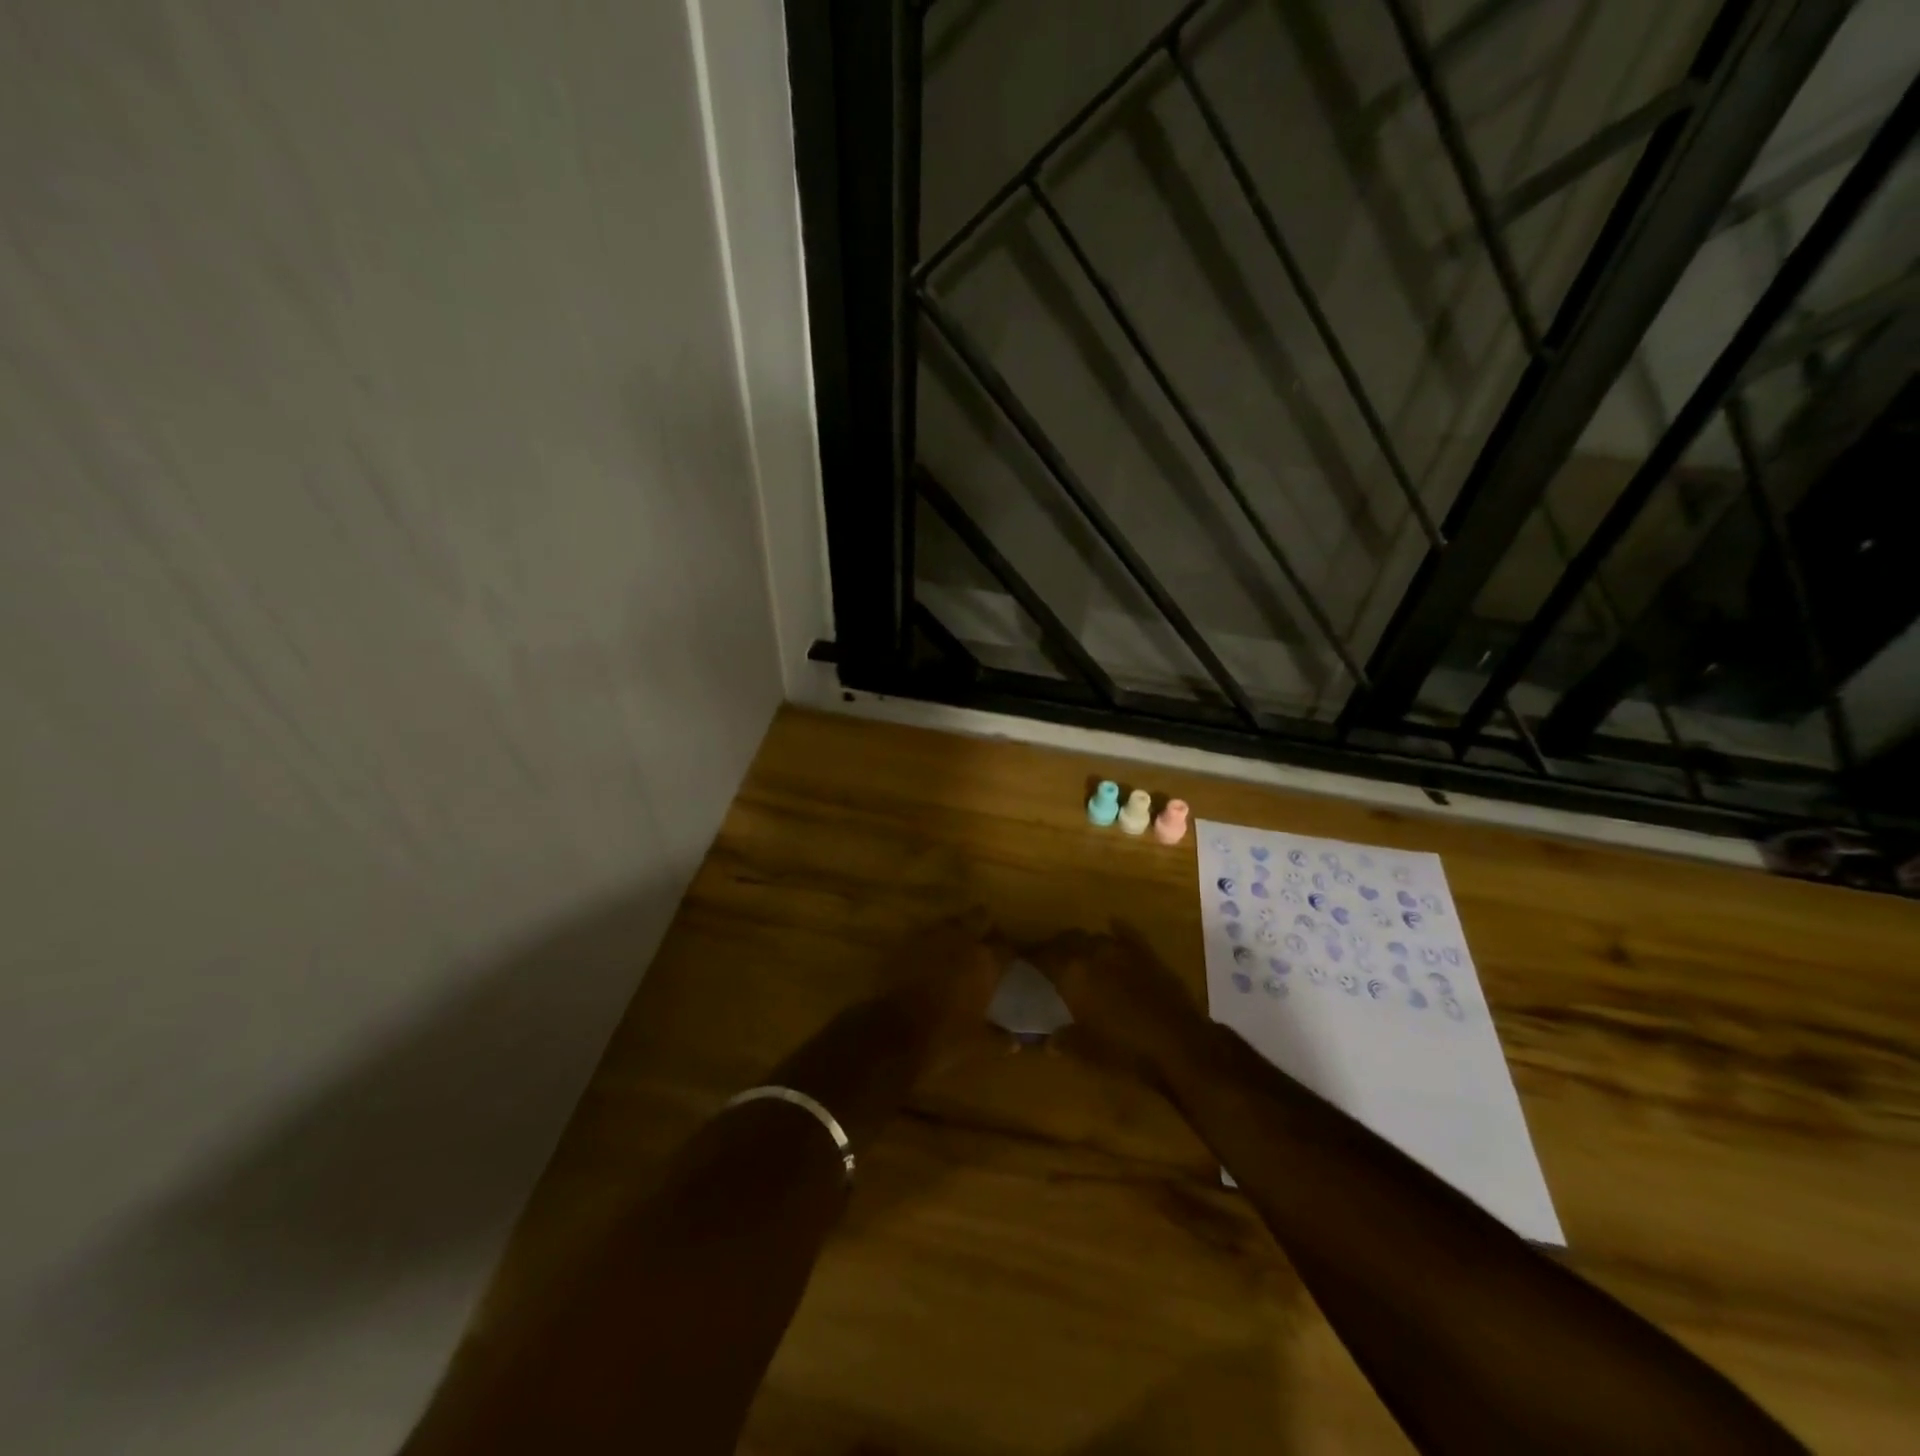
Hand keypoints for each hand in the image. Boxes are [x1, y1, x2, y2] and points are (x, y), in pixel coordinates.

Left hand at [886, 908, 1012, 1072]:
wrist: (892, 1034)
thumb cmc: (944, 1038)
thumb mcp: (978, 1045)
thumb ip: (999, 1040)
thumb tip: (1015, 1043)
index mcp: (985, 961)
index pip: (1006, 948)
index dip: (1009, 955)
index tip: (1008, 963)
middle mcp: (961, 940)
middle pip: (980, 917)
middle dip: (984, 926)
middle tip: (984, 944)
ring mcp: (931, 938)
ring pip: (950, 922)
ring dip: (956, 931)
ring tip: (956, 948)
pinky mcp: (905, 944)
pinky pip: (924, 935)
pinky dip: (930, 943)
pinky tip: (929, 958)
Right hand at [1028, 921, 1211, 1085]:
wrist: (1180, 1045)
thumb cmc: (1126, 1051)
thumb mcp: (1087, 1051)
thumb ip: (1063, 1040)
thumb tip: (1048, 1041)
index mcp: (1072, 973)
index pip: (1042, 955)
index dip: (1029, 955)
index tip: (1019, 958)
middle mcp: (1093, 952)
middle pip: (1066, 941)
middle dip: (1054, 948)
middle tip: (1047, 959)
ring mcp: (1122, 949)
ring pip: (1093, 937)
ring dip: (1082, 944)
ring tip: (1078, 955)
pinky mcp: (1147, 953)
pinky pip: (1126, 934)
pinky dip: (1116, 931)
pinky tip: (1112, 926)